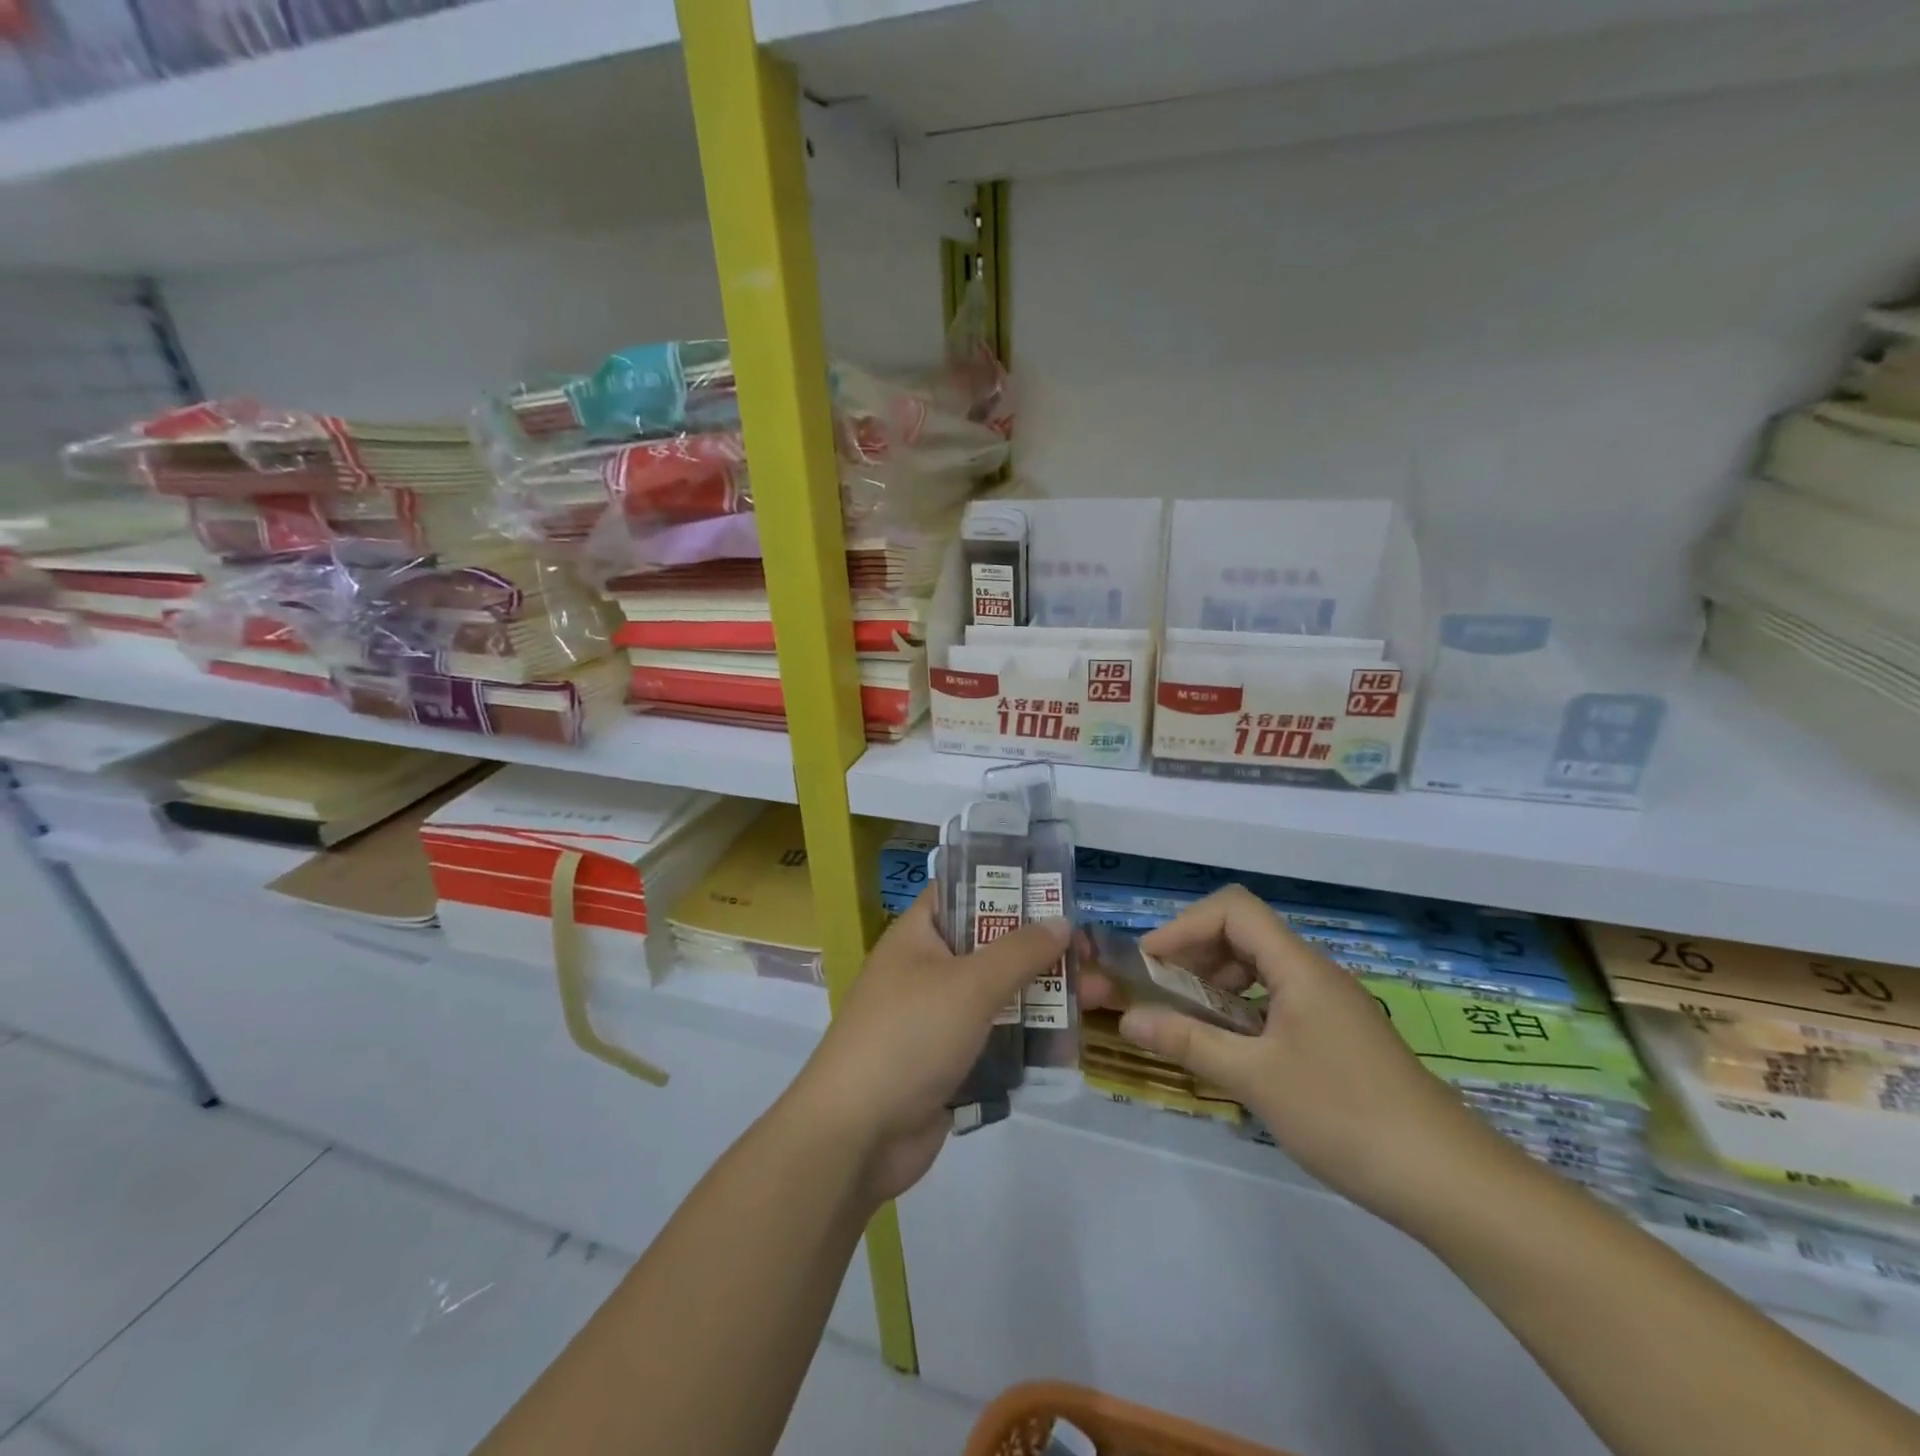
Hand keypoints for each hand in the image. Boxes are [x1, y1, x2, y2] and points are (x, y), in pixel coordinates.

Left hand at [789, 891, 1069, 1205]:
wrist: (857, 1135)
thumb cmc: (909, 1036)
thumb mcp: (969, 984)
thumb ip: (1019, 951)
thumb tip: (1060, 922)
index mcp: (918, 936)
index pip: (964, 892)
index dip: (1009, 888)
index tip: (1058, 896)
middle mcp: (927, 970)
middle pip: (991, 947)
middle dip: (1042, 951)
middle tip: (1093, 958)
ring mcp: (937, 1019)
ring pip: (999, 996)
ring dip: (1043, 997)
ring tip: (1096, 999)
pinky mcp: (949, 1062)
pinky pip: (995, 1040)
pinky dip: (1027, 1040)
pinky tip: (1069, 1046)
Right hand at [1083, 885, 1511, 1229]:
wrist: (1450, 1183)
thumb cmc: (1345, 1115)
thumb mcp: (1255, 1078)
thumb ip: (1188, 1041)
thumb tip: (1128, 1019)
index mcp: (1298, 967)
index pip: (1232, 910)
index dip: (1184, 926)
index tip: (1150, 963)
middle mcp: (1315, 973)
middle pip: (1244, 934)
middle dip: (1194, 954)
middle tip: (1160, 992)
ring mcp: (1331, 1005)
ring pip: (1261, 969)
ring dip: (1217, 984)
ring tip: (1189, 1022)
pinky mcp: (1340, 1037)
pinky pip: (1278, 1001)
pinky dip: (1243, 1011)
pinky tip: (1233, 1051)